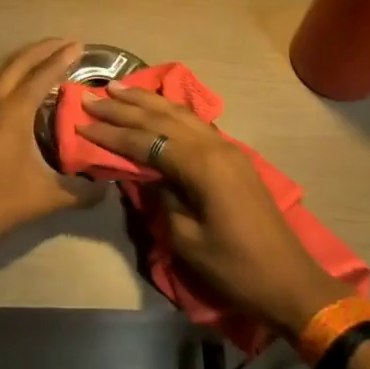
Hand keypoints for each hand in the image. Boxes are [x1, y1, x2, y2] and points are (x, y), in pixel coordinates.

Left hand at [0, 38, 92, 249]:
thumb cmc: (0, 205)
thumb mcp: (48, 199)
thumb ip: (81, 192)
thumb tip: (106, 188)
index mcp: (14, 114)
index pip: (43, 75)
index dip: (62, 58)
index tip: (78, 45)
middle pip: (16, 64)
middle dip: (41, 50)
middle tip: (60, 44)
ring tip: (11, 79)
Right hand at [78, 86, 348, 334]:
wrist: (288, 281)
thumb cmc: (234, 267)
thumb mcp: (186, 240)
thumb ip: (161, 199)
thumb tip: (144, 174)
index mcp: (201, 165)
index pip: (145, 141)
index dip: (111, 134)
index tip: (81, 122)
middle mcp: (214, 145)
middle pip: (161, 118)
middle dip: (124, 107)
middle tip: (91, 96)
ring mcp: (227, 148)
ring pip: (180, 114)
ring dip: (147, 101)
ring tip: (118, 88)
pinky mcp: (233, 157)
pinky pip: (194, 123)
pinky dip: (169, 111)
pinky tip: (156, 106)